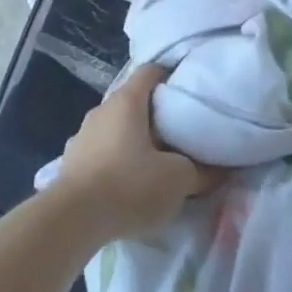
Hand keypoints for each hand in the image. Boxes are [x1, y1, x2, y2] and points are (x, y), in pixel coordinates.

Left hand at [51, 64, 217, 242]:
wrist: (72, 220)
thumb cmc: (129, 185)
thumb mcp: (177, 180)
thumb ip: (202, 171)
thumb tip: (221, 169)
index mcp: (127, 101)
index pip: (151, 71)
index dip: (171, 75)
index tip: (188, 90)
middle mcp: (102, 109)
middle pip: (133, 100)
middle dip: (155, 113)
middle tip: (178, 131)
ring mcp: (82, 134)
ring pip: (115, 126)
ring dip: (133, 138)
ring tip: (153, 160)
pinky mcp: (71, 161)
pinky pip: (100, 150)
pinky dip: (114, 158)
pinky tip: (125, 182)